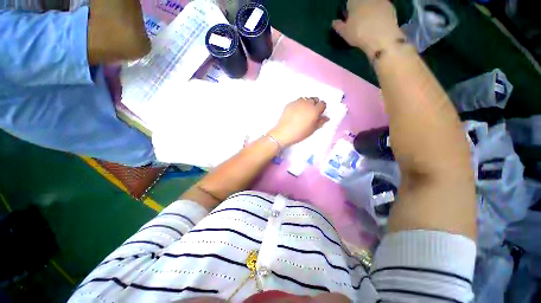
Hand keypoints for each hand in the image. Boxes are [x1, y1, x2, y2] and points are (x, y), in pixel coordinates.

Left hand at [268, 98, 328, 147]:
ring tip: (303, 112)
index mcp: (314, 110)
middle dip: (314, 104)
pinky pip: (297, 101)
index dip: (321, 109)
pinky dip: (298, 105)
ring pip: (305, 99)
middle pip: (314, 99)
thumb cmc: (300, 133)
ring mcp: (297, 102)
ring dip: (306, 103)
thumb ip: (321, 122)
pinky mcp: (290, 103)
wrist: (283, 133)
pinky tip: (295, 112)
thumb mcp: (312, 129)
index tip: (318, 114)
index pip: (323, 103)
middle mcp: (307, 103)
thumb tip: (326, 117)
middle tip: (310, 113)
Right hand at [332, 0, 402, 54]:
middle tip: (358, 20)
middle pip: (363, 2)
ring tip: (368, 23)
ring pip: (373, 4)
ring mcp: (382, 0)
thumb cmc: (359, 32)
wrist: (382, 37)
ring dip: (370, 10)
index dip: (349, 8)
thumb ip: (338, 26)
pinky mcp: (391, 7)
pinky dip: (379, 14)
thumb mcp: (344, 32)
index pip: (350, 1)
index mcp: (355, 0)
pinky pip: (382, 8)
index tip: (348, 16)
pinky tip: (377, 24)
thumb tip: (334, 22)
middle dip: (360, 8)